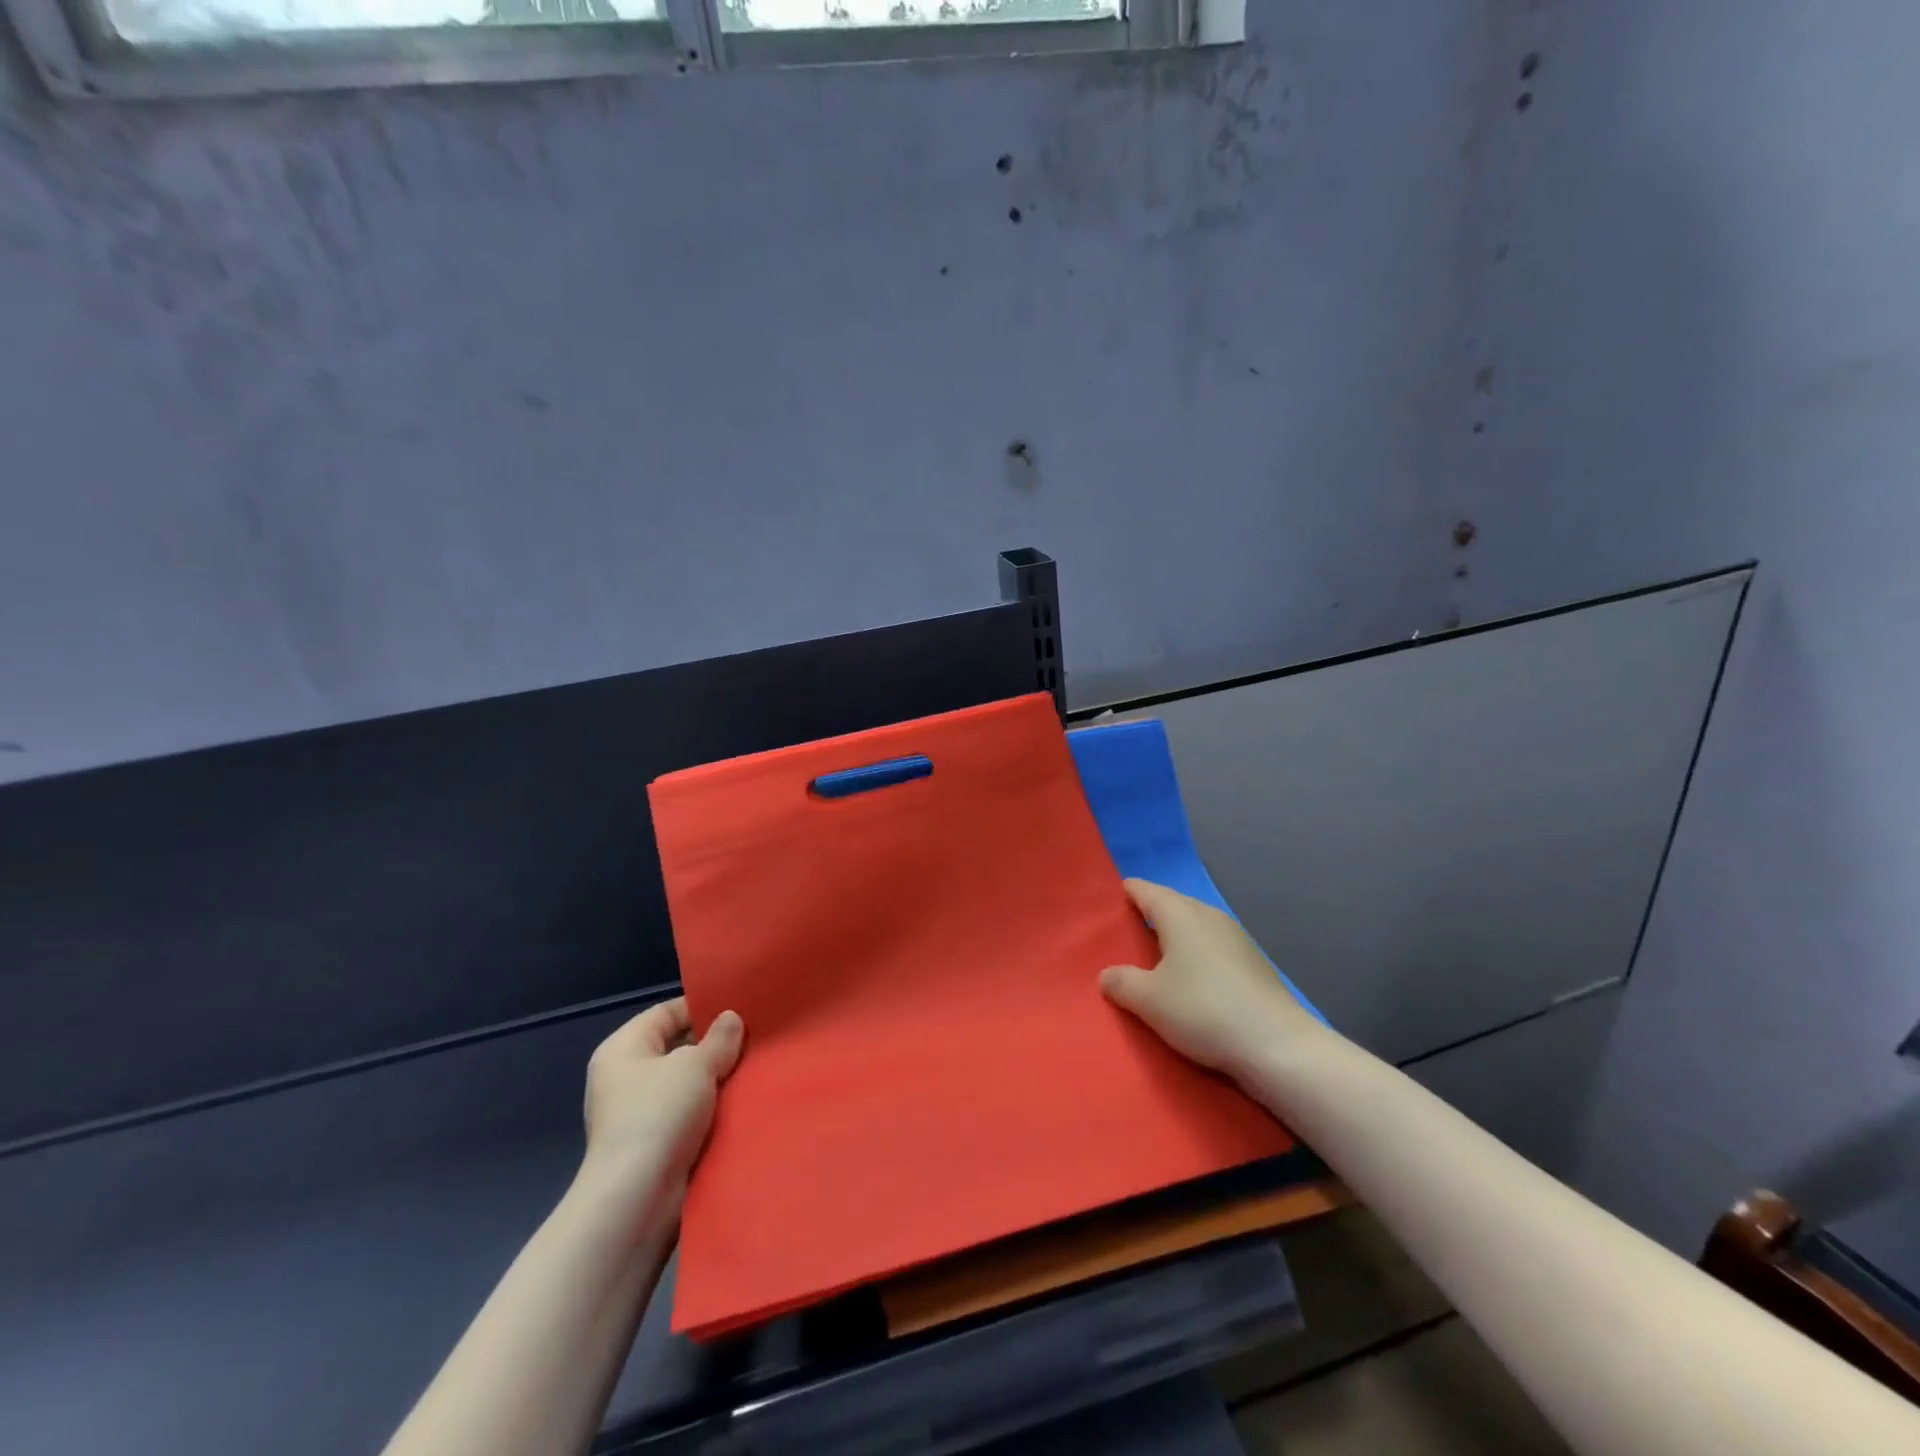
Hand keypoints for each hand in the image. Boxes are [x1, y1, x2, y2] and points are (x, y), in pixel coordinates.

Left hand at [580, 999, 743, 1210]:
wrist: (637, 1199)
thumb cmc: (659, 1115)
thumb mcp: (696, 1065)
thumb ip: (719, 1039)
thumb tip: (731, 1019)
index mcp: (623, 1048)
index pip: (666, 1012)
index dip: (701, 1006)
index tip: (740, 1007)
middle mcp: (625, 1076)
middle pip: (676, 1047)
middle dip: (714, 1044)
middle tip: (754, 1037)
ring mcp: (637, 1112)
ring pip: (685, 1082)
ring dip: (715, 1078)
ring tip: (754, 1066)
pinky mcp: (653, 1143)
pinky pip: (687, 1112)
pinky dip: (710, 1107)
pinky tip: (741, 1101)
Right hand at [1100, 879, 1320, 1085]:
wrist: (1277, 1045)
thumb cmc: (1203, 1010)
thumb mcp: (1148, 1000)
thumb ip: (1121, 982)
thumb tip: (1107, 974)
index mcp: (1180, 914)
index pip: (1147, 890)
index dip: (1128, 891)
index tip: (1113, 896)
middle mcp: (1209, 916)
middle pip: (1173, 904)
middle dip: (1151, 912)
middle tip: (1127, 928)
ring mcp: (1236, 938)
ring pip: (1195, 925)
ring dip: (1175, 935)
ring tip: (1155, 954)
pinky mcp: (1253, 963)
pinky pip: (1212, 946)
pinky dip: (1196, 953)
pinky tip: (1191, 976)